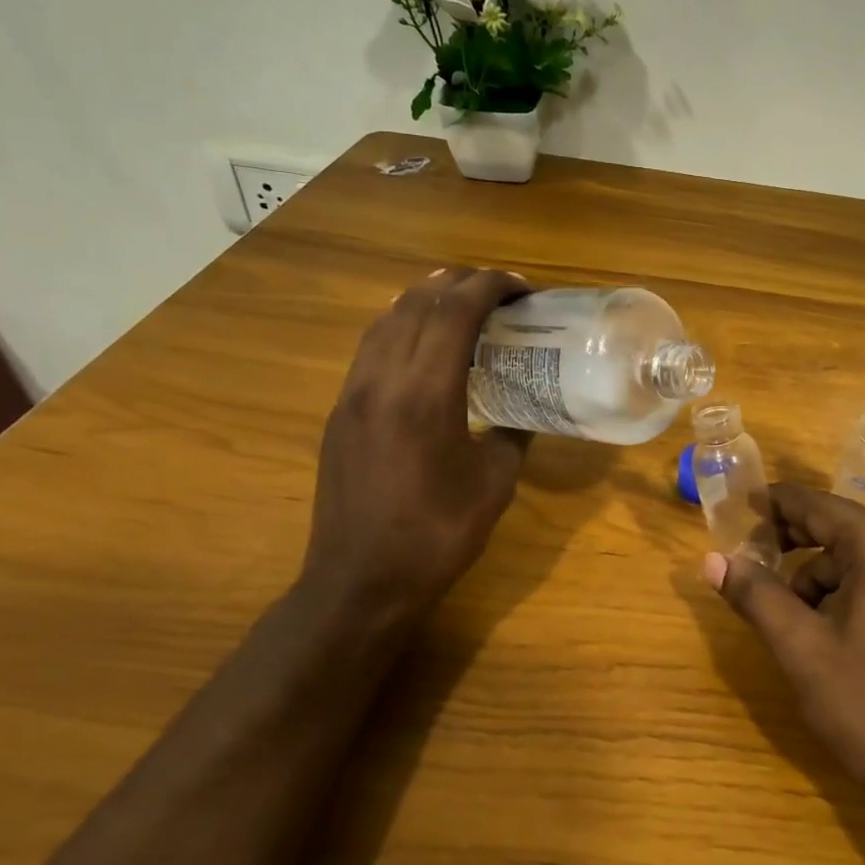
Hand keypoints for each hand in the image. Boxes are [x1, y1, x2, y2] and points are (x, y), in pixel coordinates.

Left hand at [298, 267, 530, 633]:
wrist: (361, 581)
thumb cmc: (437, 535)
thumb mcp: (496, 484)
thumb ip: (513, 435)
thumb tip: (524, 414)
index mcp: (426, 394)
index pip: (455, 311)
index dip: (490, 286)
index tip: (522, 288)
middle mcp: (382, 380)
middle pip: (417, 303)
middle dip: (460, 284)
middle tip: (498, 292)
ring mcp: (353, 394)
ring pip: (385, 320)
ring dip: (426, 300)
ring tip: (461, 305)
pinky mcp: (340, 412)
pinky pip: (371, 348)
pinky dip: (401, 328)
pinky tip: (423, 346)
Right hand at [705, 485, 864, 822]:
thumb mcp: (801, 650)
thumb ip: (755, 595)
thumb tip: (711, 559)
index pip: (820, 506)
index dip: (775, 504)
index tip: (739, 506)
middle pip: (841, 527)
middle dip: (794, 544)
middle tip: (751, 562)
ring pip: (858, 556)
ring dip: (819, 577)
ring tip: (793, 623)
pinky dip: (847, 592)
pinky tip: (829, 633)